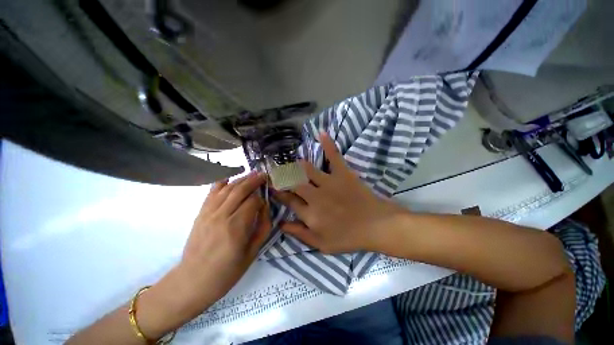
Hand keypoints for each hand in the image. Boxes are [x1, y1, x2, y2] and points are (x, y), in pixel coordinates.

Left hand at [137, 172, 270, 338]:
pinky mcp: (201, 212)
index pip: (253, 201)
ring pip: (228, 188)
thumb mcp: (253, 252)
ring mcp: (209, 212)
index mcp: (237, 227)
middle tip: (264, 174)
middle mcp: (222, 215)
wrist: (193, 281)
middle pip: (241, 189)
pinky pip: (212, 191)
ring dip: (242, 178)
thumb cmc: (228, 271)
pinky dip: (222, 182)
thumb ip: (263, 226)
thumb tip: (265, 207)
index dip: (262, 197)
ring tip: (252, 174)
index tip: (267, 198)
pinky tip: (230, 178)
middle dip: (254, 180)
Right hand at [274, 133, 402, 253]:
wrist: (376, 226)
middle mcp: (315, 197)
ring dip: (295, 164)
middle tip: (275, 170)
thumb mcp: (322, 244)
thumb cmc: (349, 237)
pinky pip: (334, 156)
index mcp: (310, 214)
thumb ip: (300, 234)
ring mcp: (329, 183)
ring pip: (306, 169)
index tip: (271, 186)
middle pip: (293, 183)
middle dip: (281, 176)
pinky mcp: (343, 174)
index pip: (288, 200)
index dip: (278, 193)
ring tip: (289, 160)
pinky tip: (321, 133)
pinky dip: (328, 145)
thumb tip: (281, 224)